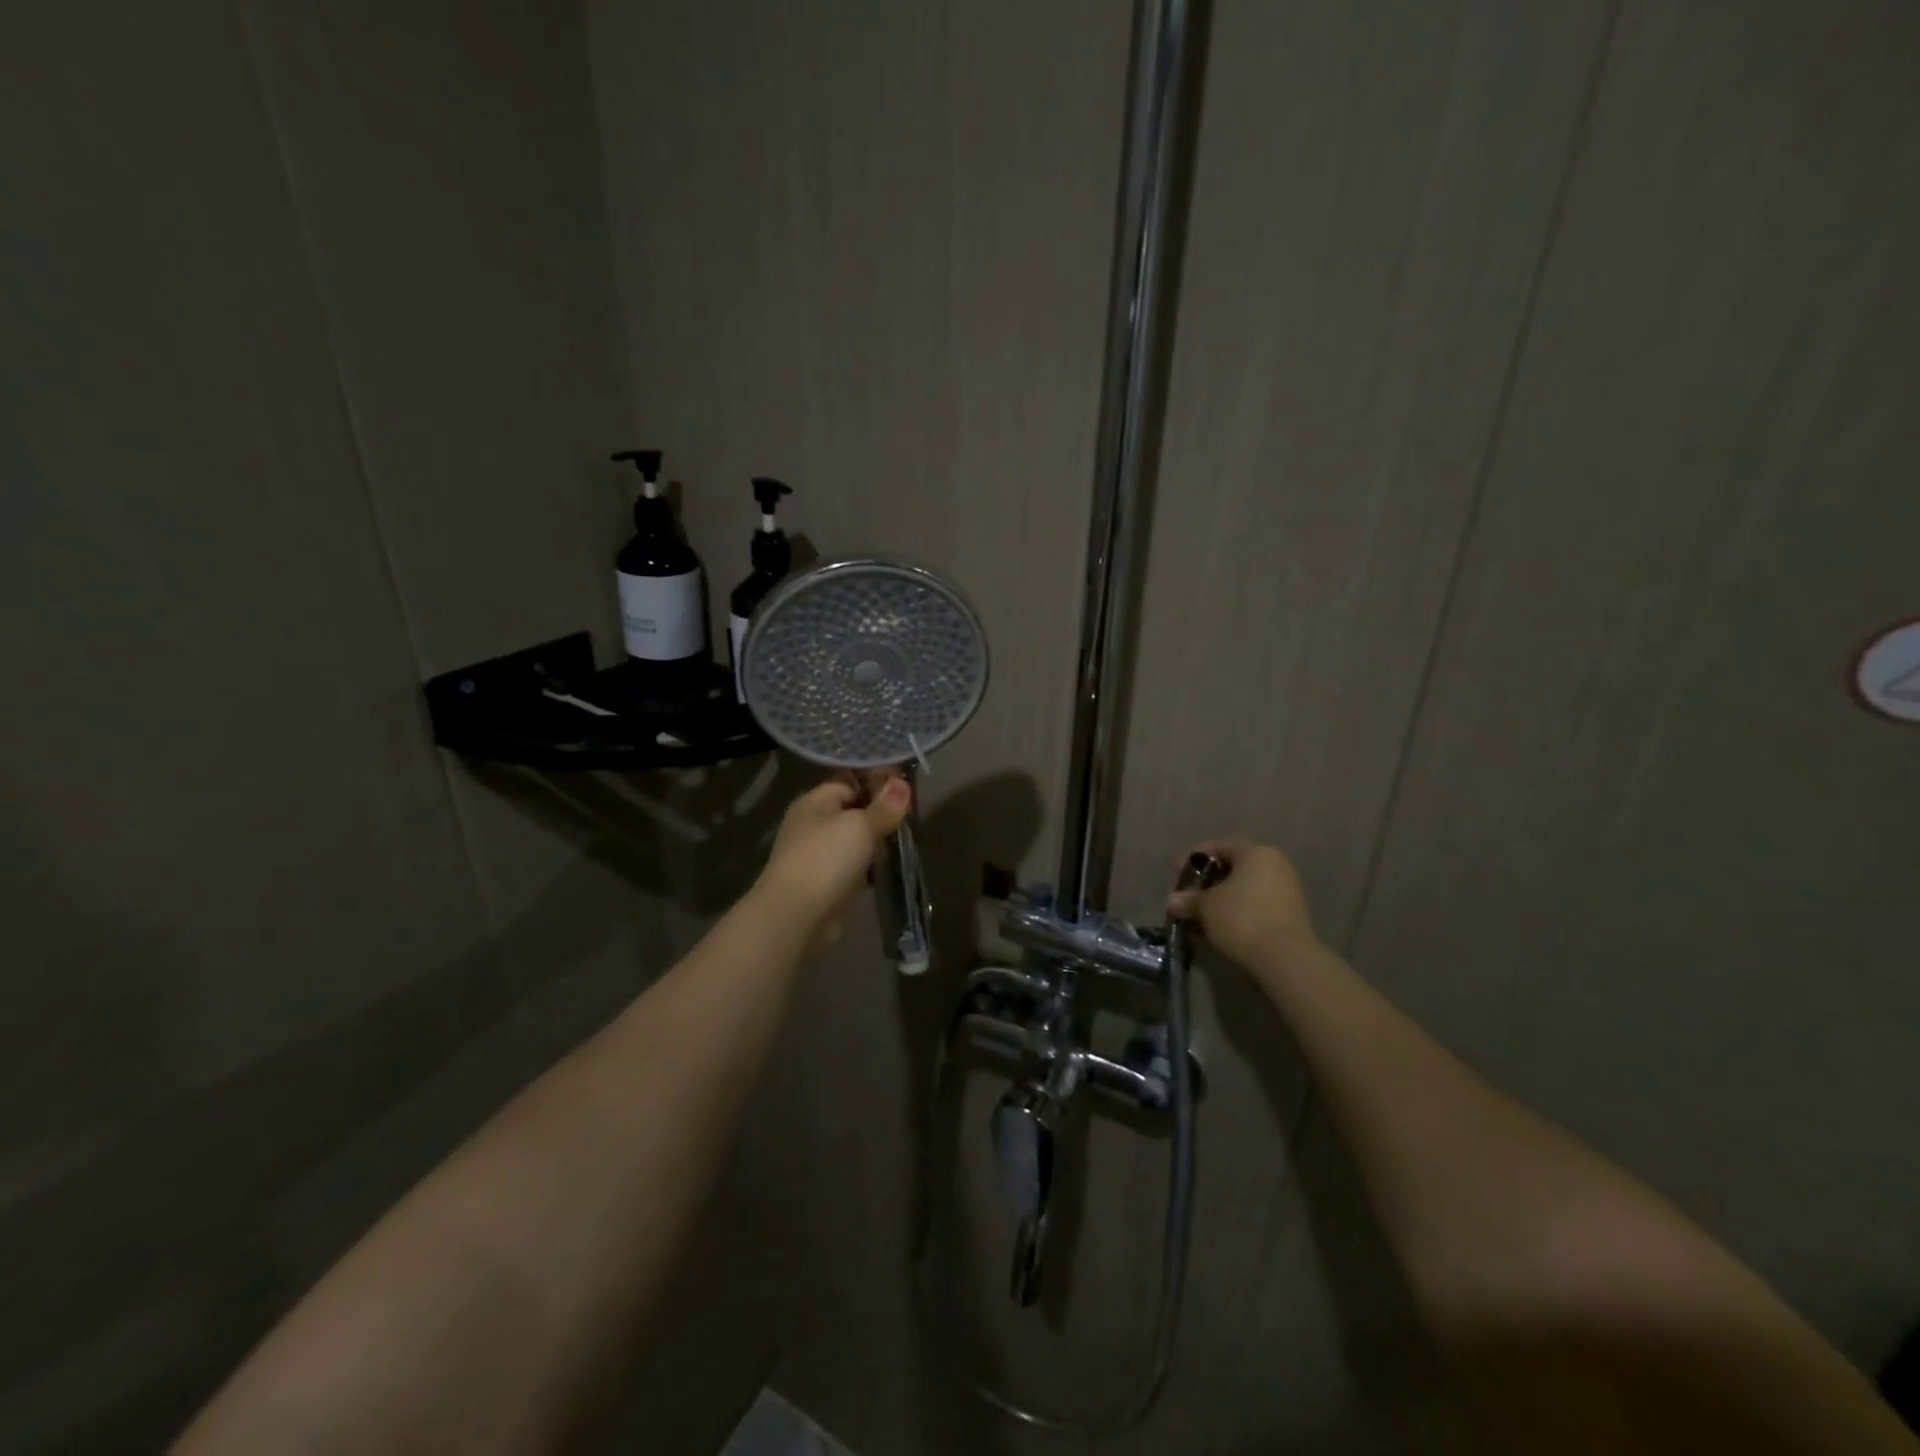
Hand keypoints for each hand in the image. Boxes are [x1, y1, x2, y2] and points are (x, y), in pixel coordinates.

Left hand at [753, 776, 911, 956]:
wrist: (797, 916)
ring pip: (857, 841)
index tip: (906, 788)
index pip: (848, 783)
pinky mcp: (830, 884)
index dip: (876, 783)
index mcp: (814, 803)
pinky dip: (874, 867)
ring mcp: (821, 856)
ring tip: (910, 838)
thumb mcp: (860, 826)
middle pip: (853, 812)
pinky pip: (857, 867)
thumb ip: (884, 807)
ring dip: (880, 842)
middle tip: (914, 814)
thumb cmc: (826, 859)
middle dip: (881, 814)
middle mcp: (814, 826)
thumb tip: (902, 784)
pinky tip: (897, 865)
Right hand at [1166, 837, 1319, 969]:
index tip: (1178, 873)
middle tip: (1189, 896)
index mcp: (1256, 853)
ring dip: (1221, 900)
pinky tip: (1219, 928)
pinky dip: (1236, 912)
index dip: (1194, 858)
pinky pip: (1256, 905)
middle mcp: (1275, 865)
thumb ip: (1188, 900)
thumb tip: (1173, 901)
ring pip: (1245, 889)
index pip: (1220, 846)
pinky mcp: (1291, 915)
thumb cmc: (1240, 918)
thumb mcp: (1205, 907)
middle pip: (1234, 867)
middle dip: (1208, 881)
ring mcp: (1287, 890)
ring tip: (1200, 916)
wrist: (1284, 958)